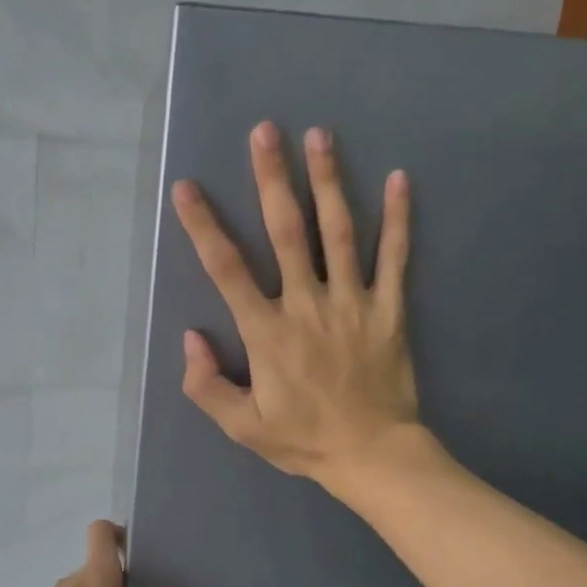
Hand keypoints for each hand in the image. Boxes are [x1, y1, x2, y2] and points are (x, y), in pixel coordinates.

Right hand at [171, 121, 420, 489]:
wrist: (373, 455)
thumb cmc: (304, 440)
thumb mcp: (241, 426)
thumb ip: (206, 384)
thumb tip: (191, 337)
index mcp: (267, 333)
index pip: (227, 270)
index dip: (203, 226)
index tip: (187, 189)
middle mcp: (307, 306)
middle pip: (286, 232)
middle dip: (272, 179)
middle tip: (265, 132)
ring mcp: (353, 303)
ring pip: (338, 233)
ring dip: (328, 182)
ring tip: (319, 136)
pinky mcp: (389, 310)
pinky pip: (395, 258)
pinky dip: (398, 219)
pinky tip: (399, 178)